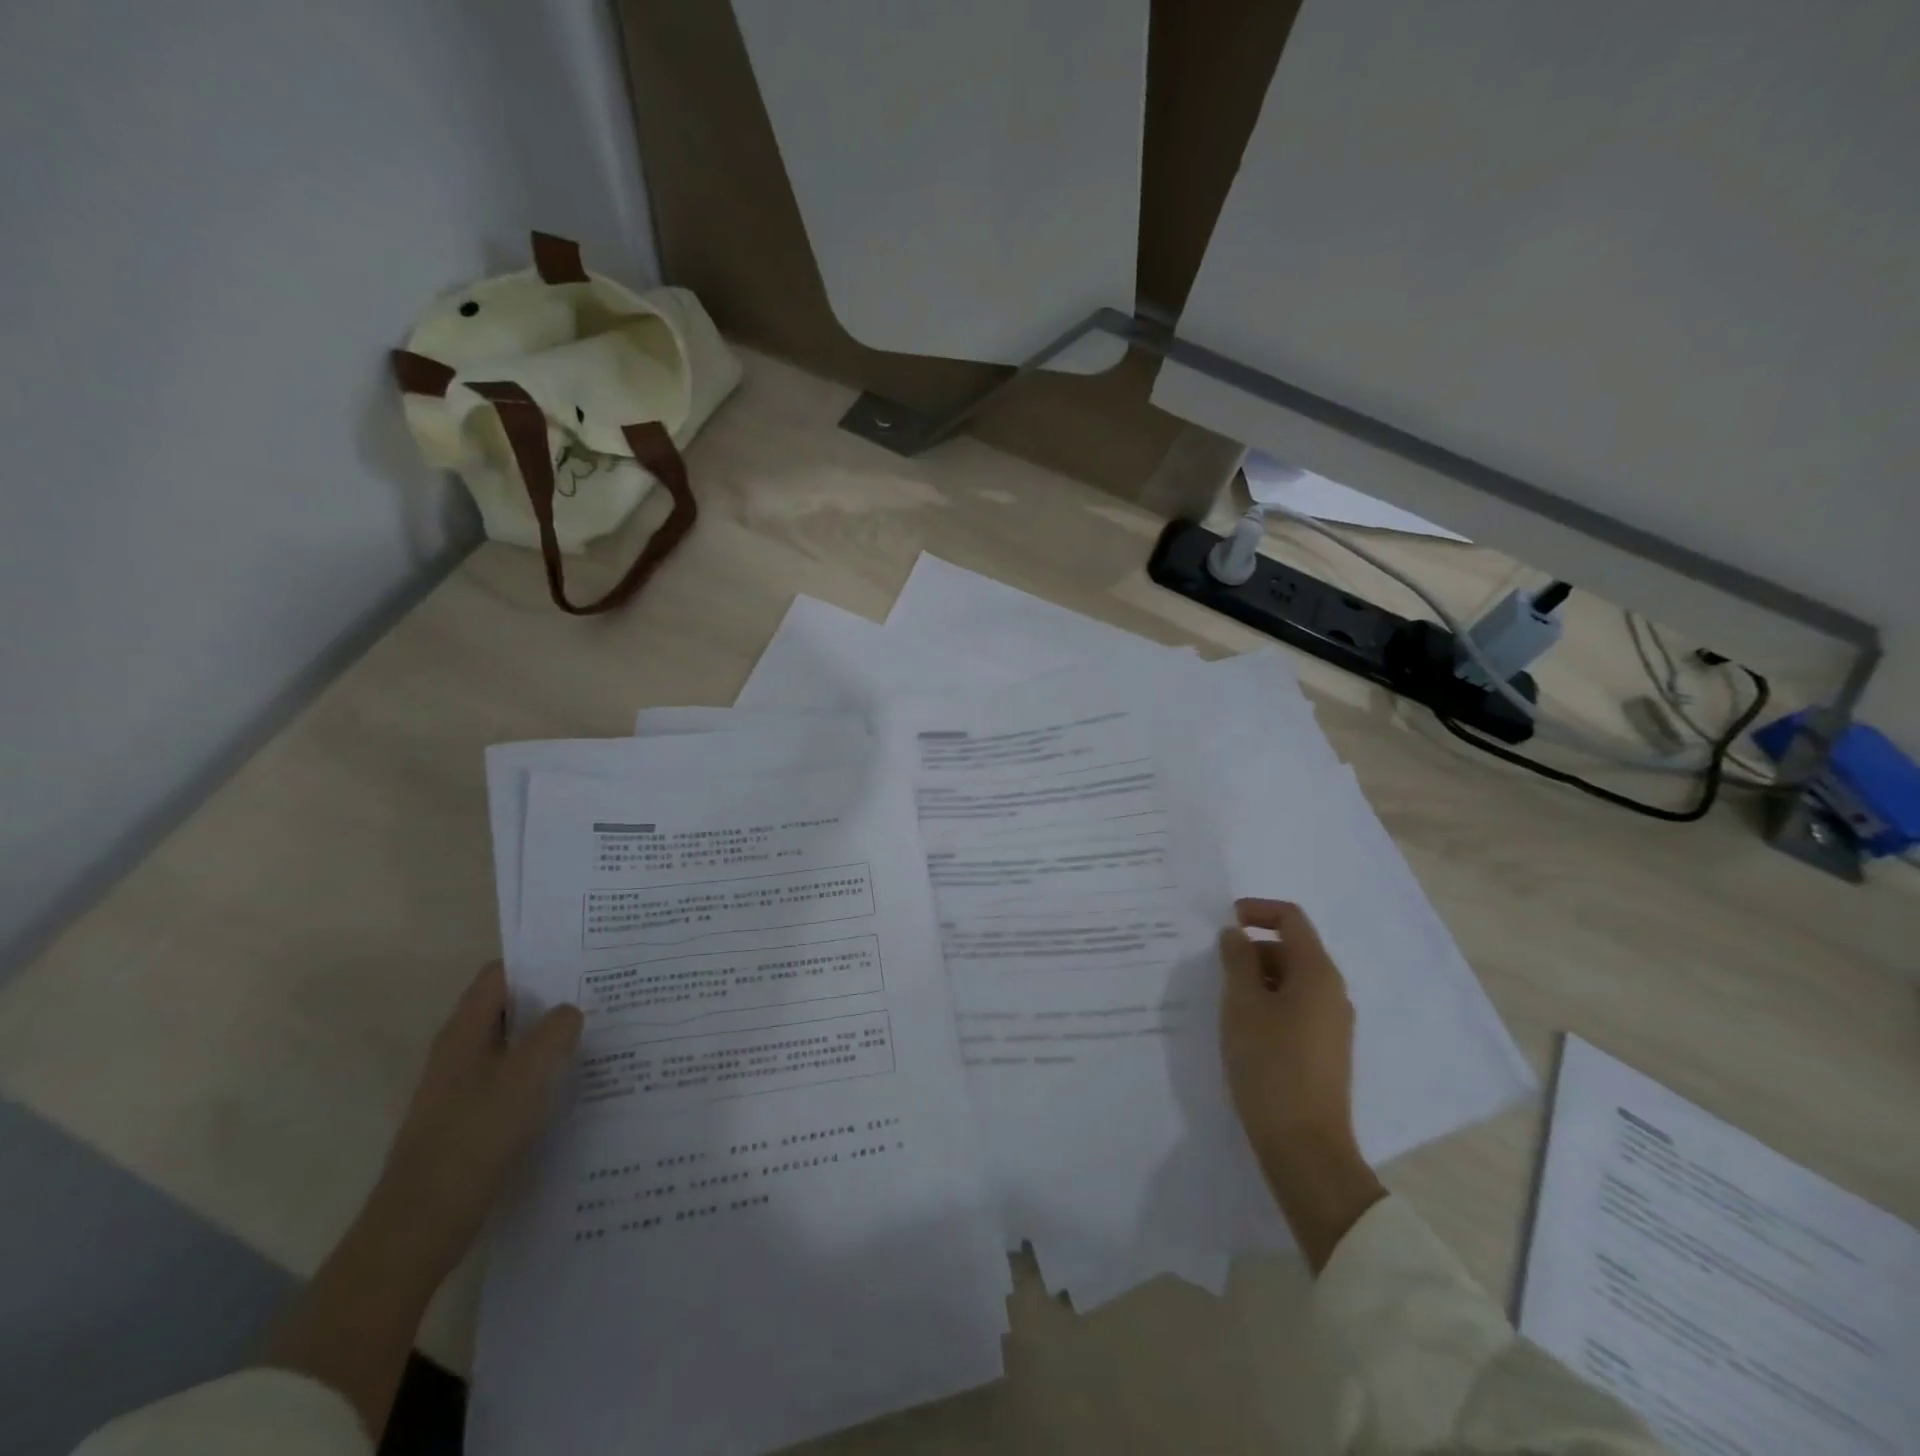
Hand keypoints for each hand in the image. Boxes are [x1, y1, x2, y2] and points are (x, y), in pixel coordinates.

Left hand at [367, 962, 583, 1281]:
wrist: (421, 1225)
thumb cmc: (474, 1138)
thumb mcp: (526, 1076)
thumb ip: (555, 1032)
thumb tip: (571, 1010)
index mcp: (465, 1032)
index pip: (500, 974)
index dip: (539, 960)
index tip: (584, 958)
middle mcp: (461, 1051)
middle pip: (510, 1006)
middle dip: (553, 997)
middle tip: (604, 992)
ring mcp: (464, 1086)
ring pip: (515, 1043)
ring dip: (550, 1035)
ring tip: (600, 1031)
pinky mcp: (474, 1116)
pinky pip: (514, 1076)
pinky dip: (543, 1070)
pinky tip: (575, 1081)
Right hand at [1219, 898, 1384, 1270]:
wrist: (1304, 1146)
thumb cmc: (1269, 1064)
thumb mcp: (1241, 1004)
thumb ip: (1236, 960)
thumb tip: (1235, 934)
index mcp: (1317, 973)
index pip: (1291, 918)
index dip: (1256, 910)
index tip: (1222, 923)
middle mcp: (1332, 992)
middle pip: (1291, 948)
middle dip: (1251, 948)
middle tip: (1213, 968)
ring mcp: (1332, 1023)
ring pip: (1291, 980)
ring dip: (1256, 978)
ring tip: (1222, 1000)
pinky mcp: (1325, 1049)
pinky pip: (1295, 1007)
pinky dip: (1267, 1003)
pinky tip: (1241, 1027)